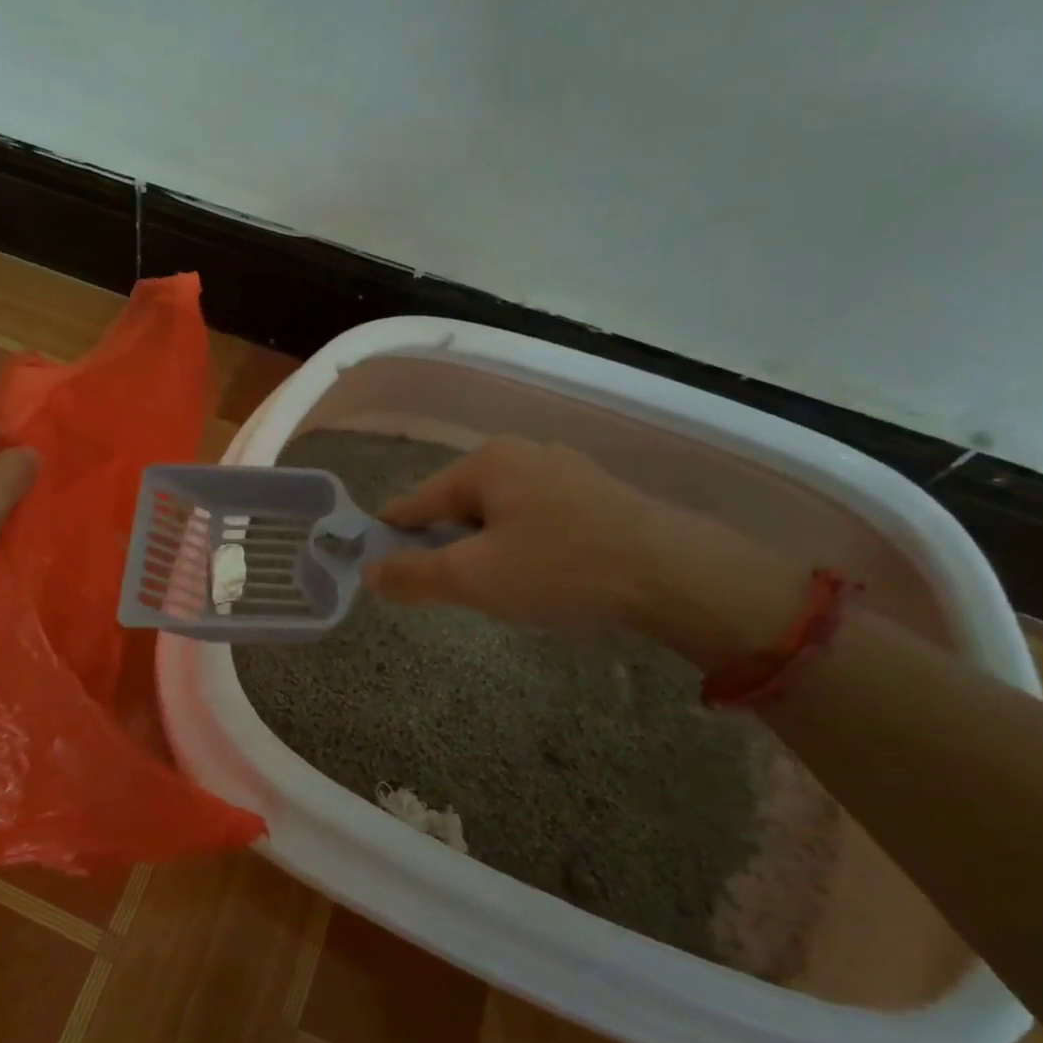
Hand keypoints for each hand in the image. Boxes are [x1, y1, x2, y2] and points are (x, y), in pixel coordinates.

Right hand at [364, 437, 799, 662]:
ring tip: (498, 586)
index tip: (383, 569)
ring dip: (485, 546)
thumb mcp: (472, 577)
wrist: (675, 574)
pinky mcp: (596, 492)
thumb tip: (367, 573)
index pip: (415, 501)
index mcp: (484, 463)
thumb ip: (412, 575)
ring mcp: (564, 469)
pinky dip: (523, 542)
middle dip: (447, 545)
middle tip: (454, 589)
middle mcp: (521, 453)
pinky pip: (536, 515)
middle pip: (457, 504)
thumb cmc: (559, 568)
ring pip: (498, 511)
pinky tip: (541, 573)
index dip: (393, 537)